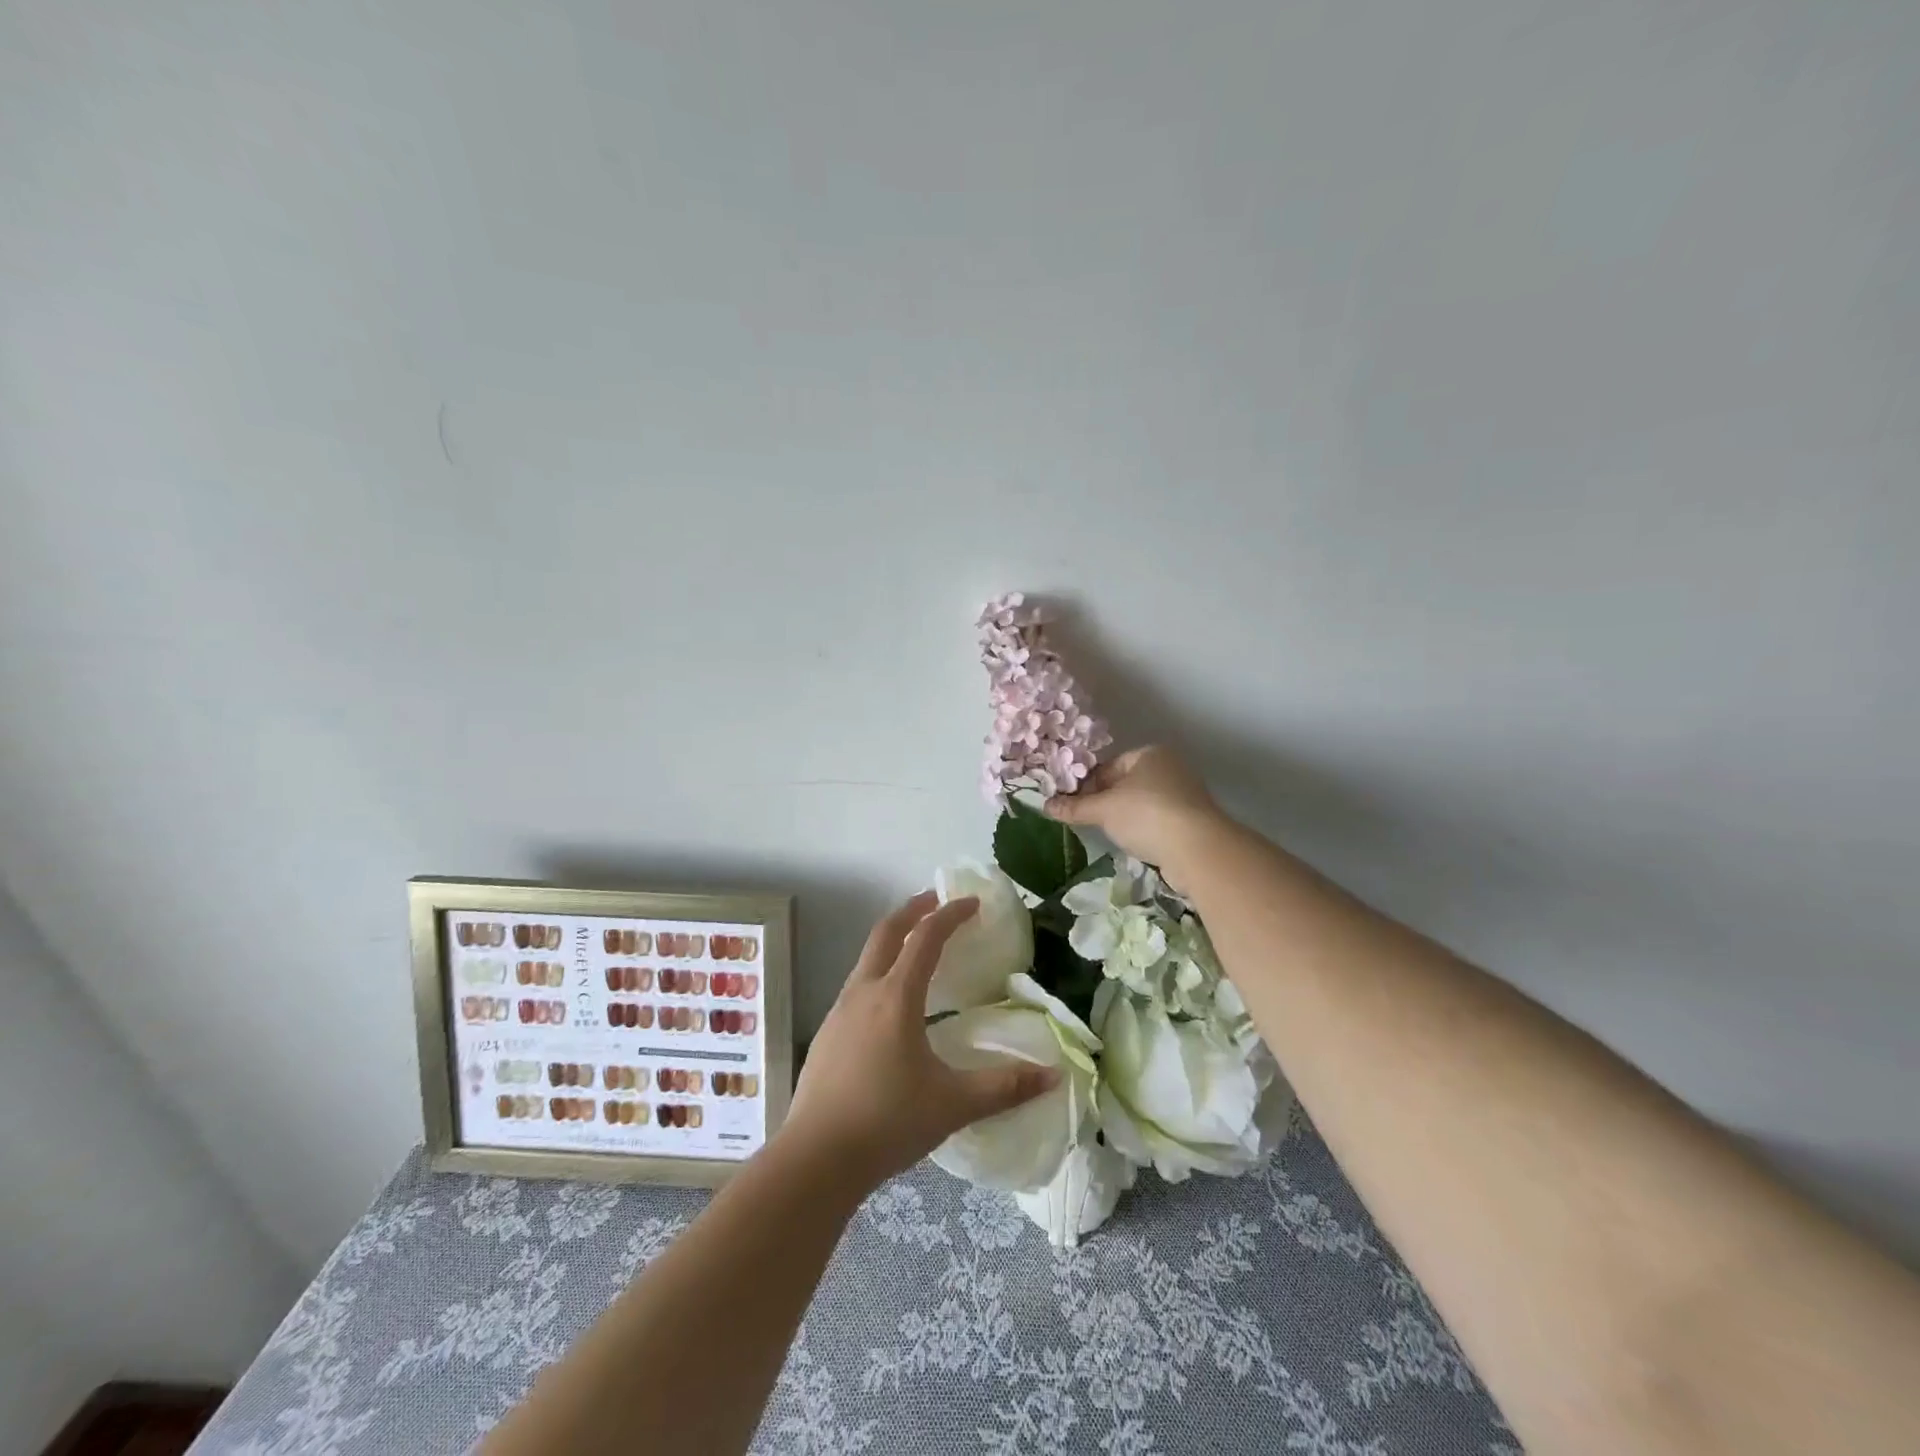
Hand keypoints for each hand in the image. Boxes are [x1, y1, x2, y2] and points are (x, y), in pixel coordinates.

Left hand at [780, 892, 1058, 1190]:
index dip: (950, 914)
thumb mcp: (952, 1104)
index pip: (926, 938)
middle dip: (914, 909)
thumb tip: (1053, 1076)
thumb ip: (1004, 1087)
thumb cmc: (887, 1123)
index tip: (972, 902)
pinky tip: (892, 1003)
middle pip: (887, 932)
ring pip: (868, 957)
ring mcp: (839, 1011)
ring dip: (894, 940)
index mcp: (895, 998)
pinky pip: (858, 985)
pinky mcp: (826, 1033)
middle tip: (938, 901)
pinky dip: (880, 971)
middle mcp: (863, 992)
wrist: (815, 1160)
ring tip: (919, 949)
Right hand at [1043, 745, 1224, 885]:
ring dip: (1124, 817)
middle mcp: (1169, 768)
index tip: (1071, 804)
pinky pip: (1158, 821)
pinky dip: (1144, 830)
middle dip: (1104, 802)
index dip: (1086, 784)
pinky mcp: (1192, 821)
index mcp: (1149, 754)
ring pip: (1141, 803)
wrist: (1197, 849)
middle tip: (1085, 820)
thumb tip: (1045, 805)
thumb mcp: (1103, 810)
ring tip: (1107, 834)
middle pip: (1125, 784)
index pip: (1108, 766)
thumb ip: (1075, 806)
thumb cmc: (1146, 815)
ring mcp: (1184, 794)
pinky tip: (1134, 844)